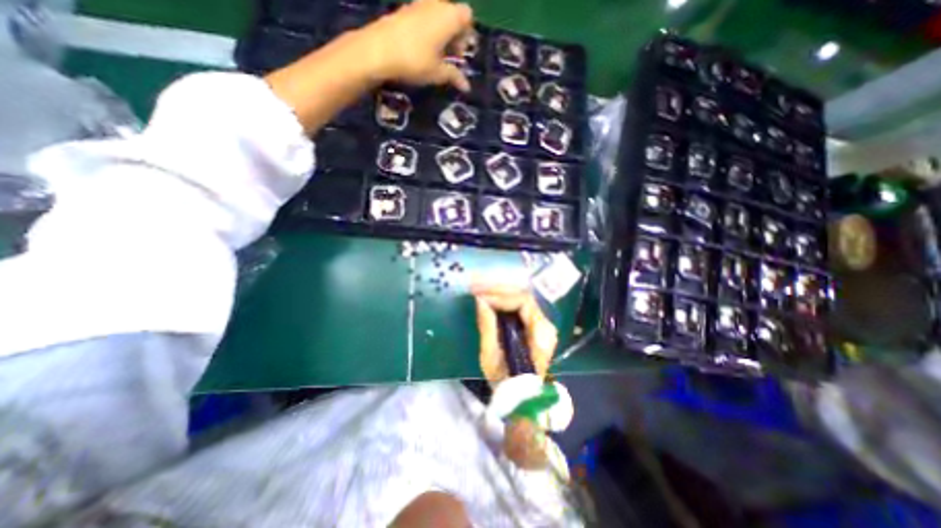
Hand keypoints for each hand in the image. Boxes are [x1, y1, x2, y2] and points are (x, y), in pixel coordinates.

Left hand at [362, 0, 478, 90]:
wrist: (378, 50)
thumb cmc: (415, 61)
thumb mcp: (438, 73)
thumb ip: (454, 76)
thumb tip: (467, 86)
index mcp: (449, 16)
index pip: (468, 17)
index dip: (467, 35)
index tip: (460, 54)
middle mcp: (436, 3)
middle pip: (453, 14)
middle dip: (454, 35)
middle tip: (449, 57)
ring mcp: (418, 3)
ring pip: (438, 15)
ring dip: (441, 33)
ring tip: (435, 55)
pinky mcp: (405, 9)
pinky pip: (424, 16)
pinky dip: (428, 30)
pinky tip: (421, 48)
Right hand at [475, 282, 552, 386]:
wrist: (521, 399)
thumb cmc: (505, 382)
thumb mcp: (491, 357)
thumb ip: (487, 326)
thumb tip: (480, 300)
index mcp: (540, 333)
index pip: (523, 302)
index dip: (500, 296)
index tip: (479, 297)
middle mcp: (545, 325)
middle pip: (523, 295)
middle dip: (498, 289)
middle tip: (475, 287)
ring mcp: (541, 324)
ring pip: (521, 298)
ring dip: (499, 292)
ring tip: (479, 290)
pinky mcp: (534, 326)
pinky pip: (519, 306)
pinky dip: (503, 300)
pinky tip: (489, 298)